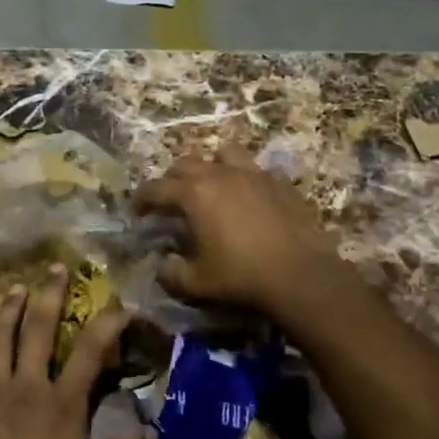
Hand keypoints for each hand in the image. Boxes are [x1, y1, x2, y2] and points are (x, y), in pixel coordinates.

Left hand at [0, 265, 148, 438]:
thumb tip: (152, 432)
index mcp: (62, 404)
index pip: (91, 351)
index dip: (109, 324)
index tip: (122, 306)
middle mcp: (27, 386)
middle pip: (39, 329)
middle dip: (50, 295)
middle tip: (56, 267)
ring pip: (0, 338)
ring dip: (8, 310)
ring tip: (15, 288)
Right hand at [133, 145, 345, 314]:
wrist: (301, 276)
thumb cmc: (241, 277)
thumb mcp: (195, 284)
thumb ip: (170, 272)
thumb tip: (163, 264)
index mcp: (194, 194)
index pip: (156, 188)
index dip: (141, 199)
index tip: (137, 212)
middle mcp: (221, 175)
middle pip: (186, 164)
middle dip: (172, 180)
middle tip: (171, 201)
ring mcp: (254, 174)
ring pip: (223, 154)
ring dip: (210, 166)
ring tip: (211, 186)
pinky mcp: (280, 182)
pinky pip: (255, 170)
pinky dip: (244, 180)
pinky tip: (248, 199)